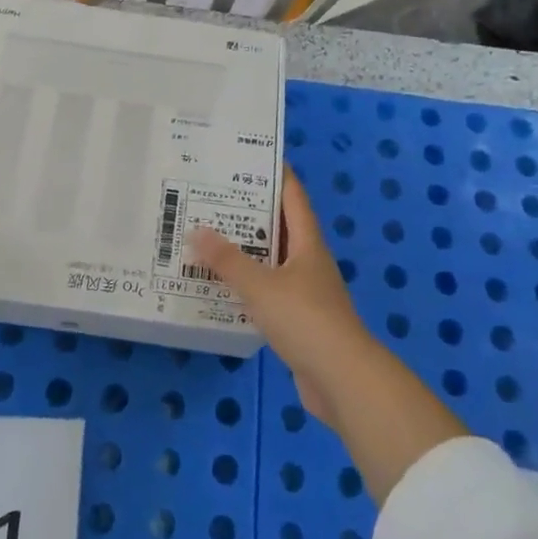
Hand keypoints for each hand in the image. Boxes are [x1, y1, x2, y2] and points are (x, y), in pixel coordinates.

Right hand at [194, 165, 466, 505]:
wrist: (342, 380)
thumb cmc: (305, 320)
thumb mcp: (261, 286)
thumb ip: (227, 260)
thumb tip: (195, 230)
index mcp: (307, 243)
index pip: (292, 196)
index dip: (274, 173)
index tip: (245, 158)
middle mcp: (309, 261)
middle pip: (280, 226)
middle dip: (249, 211)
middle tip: (212, 197)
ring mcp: (306, 292)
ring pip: (272, 260)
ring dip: (246, 250)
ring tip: (209, 237)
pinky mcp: (299, 321)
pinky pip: (268, 291)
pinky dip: (247, 285)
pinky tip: (222, 287)